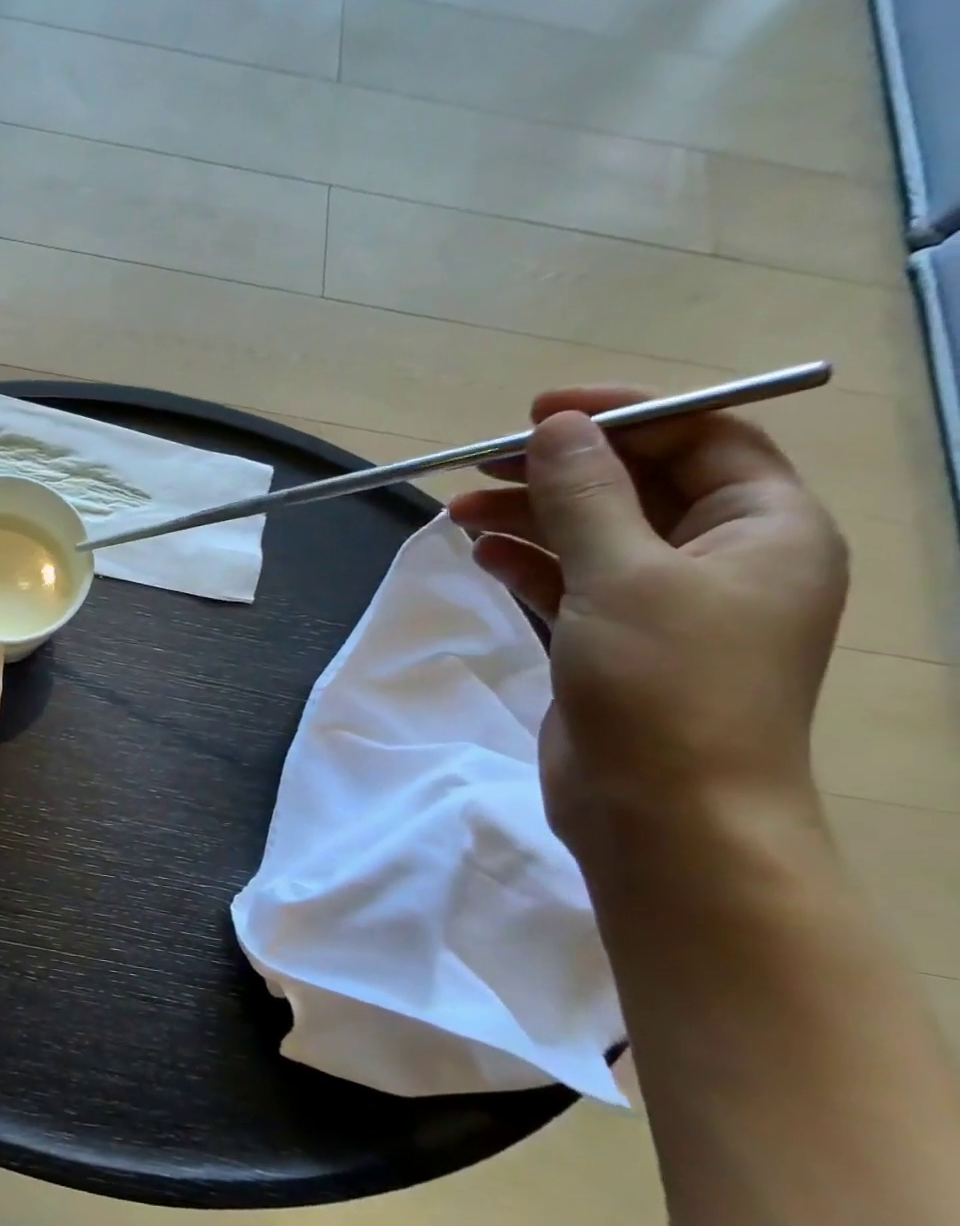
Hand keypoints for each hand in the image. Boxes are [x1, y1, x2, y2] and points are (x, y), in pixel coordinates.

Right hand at [447, 387, 847, 851]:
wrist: (660, 813)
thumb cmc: (664, 685)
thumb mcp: (623, 575)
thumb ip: (585, 495)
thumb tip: (555, 427)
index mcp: (765, 528)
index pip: (700, 437)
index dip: (621, 415)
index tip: (537, 411)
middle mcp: (722, 559)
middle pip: (636, 487)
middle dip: (559, 471)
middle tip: (480, 464)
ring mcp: (664, 606)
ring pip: (593, 537)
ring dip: (530, 518)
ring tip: (460, 513)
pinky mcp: (612, 644)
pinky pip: (570, 584)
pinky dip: (528, 565)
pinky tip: (483, 555)